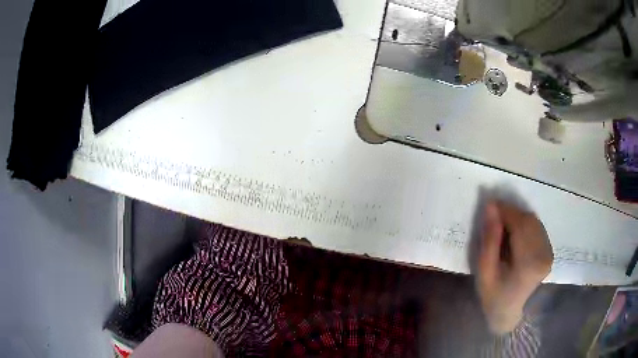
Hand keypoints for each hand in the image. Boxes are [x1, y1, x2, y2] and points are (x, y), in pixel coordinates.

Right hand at [476, 200, 553, 333]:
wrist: (510, 313)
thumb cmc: (494, 296)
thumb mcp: (485, 271)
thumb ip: (489, 239)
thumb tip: (490, 207)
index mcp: (528, 263)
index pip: (519, 224)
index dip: (505, 210)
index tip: (490, 204)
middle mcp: (543, 254)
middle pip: (528, 220)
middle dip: (511, 212)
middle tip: (494, 214)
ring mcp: (548, 253)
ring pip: (534, 221)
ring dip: (518, 217)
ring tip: (502, 224)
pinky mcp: (549, 251)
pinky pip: (537, 228)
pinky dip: (525, 225)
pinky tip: (514, 233)